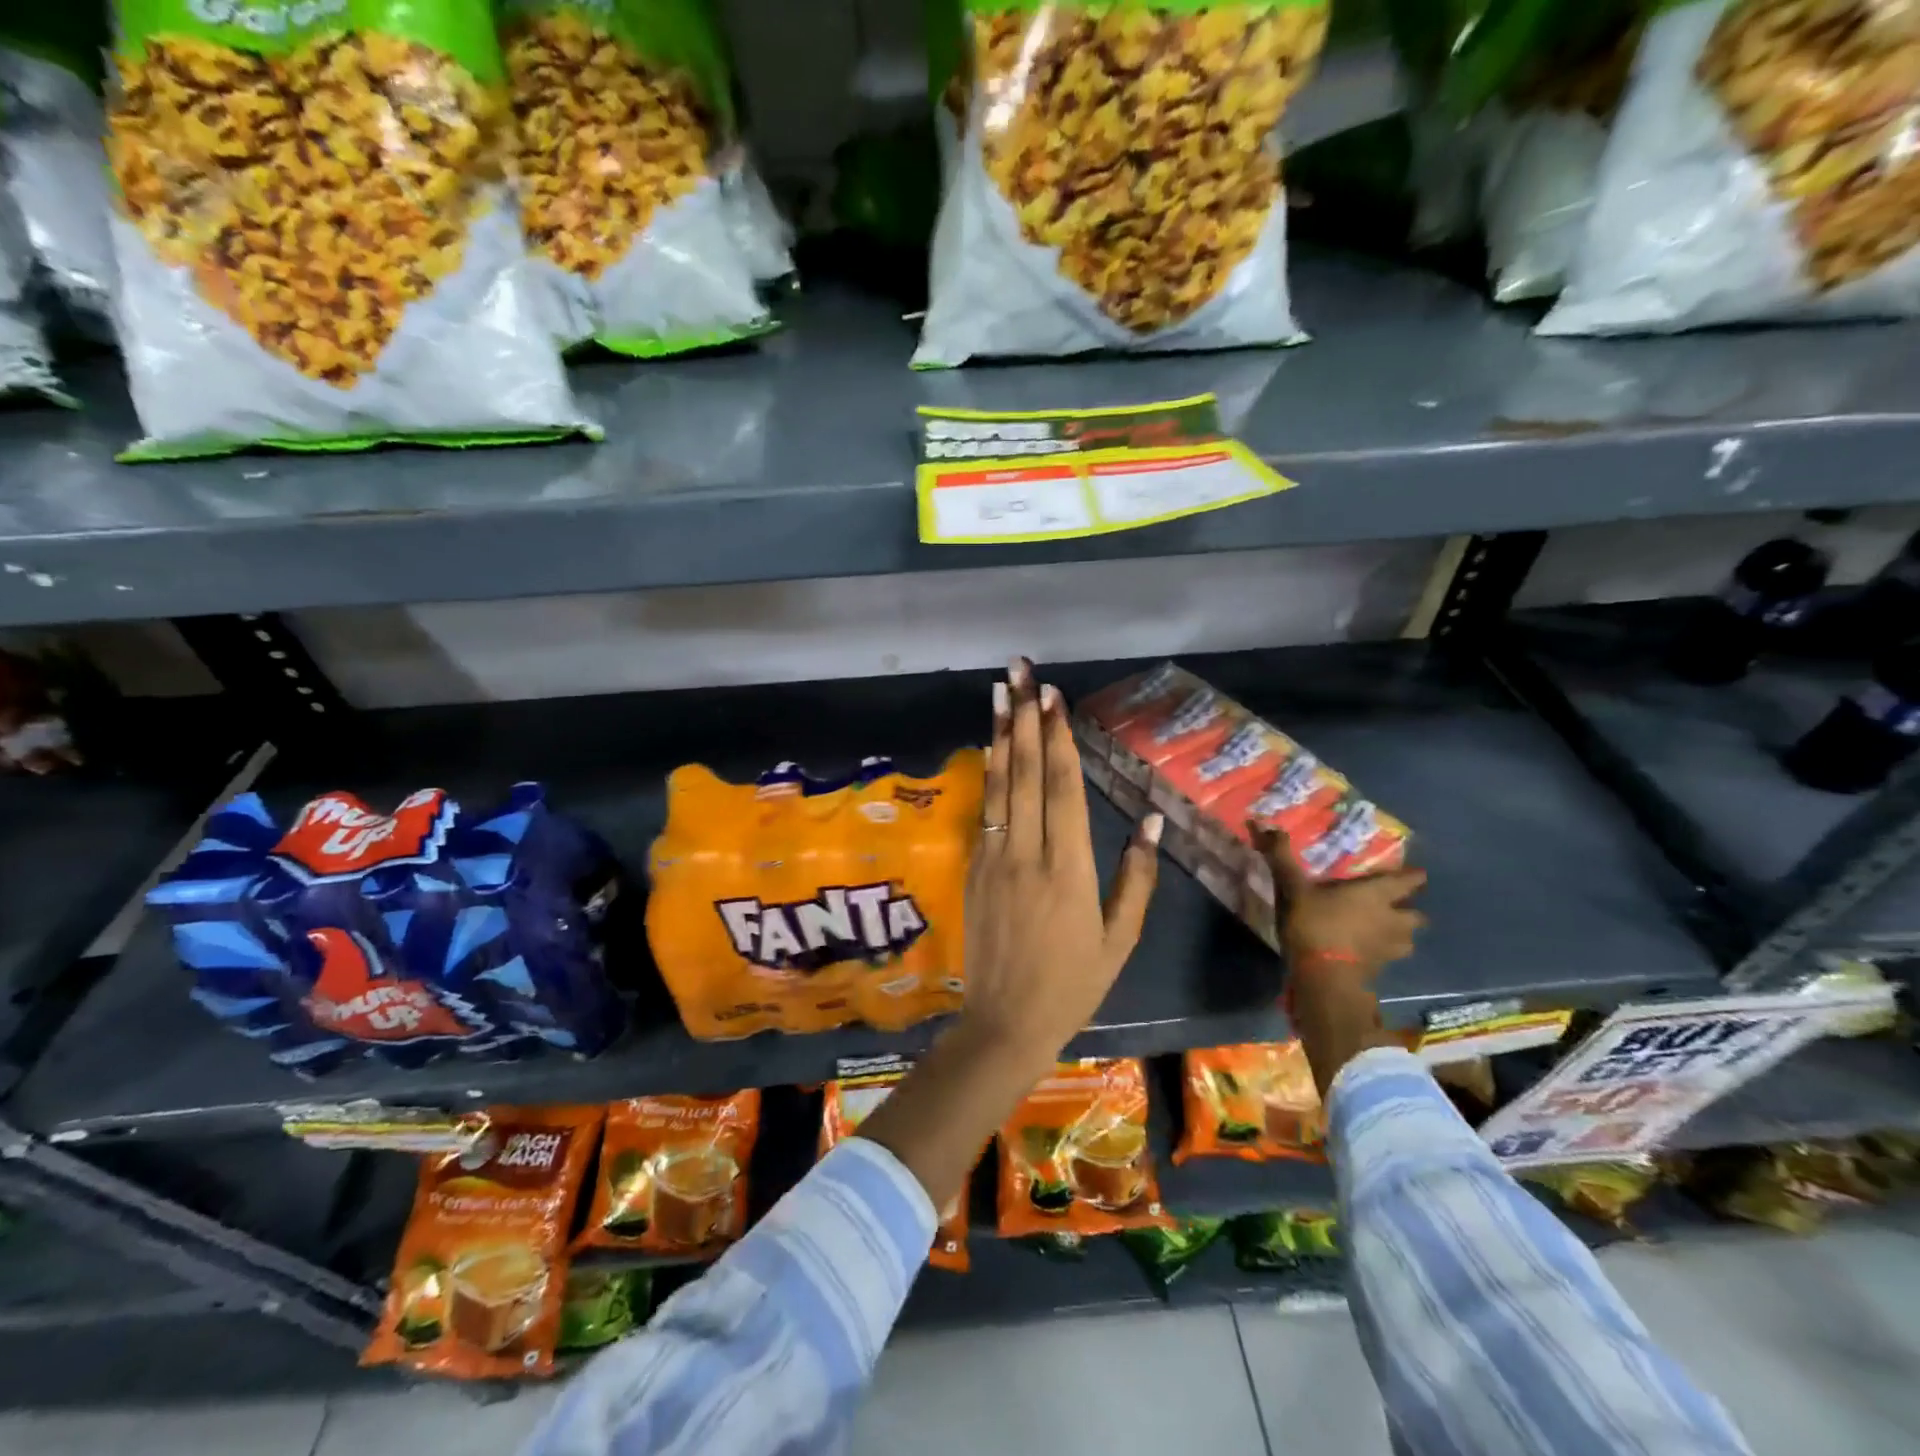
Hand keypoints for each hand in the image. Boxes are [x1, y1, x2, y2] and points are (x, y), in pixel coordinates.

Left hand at [960, 656, 1162, 1078]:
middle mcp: (1027, 854)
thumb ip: (1136, 877)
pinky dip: (989, 773)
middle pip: (1025, 773)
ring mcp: (994, 858)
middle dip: (1023, 717)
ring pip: (999, 785)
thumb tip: (1152, 821)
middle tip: (1021, 671)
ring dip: (999, 734)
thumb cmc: (1073, 984)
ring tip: (998, 691)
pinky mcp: (974, 868)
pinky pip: (985, 810)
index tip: (1053, 698)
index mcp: (1069, 870)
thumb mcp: (1119, 939)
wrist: (1004, 1021)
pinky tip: (990, 746)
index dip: (1058, 739)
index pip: (1062, 790)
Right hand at [1251, 824, 1426, 976]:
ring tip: (1385, 931)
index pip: (1407, 882)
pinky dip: (1384, 952)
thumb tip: (1266, 825)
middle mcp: (1391, 919)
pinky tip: (1369, 951)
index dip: (1413, 877)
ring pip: (1408, 939)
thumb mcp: (1294, 888)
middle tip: (1394, 906)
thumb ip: (1282, 858)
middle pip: (1416, 915)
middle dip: (1409, 910)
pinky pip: (1390, 956)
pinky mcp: (1381, 968)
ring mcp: (1389, 947)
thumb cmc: (1315, 924)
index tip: (1417, 874)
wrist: (1324, 976)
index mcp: (1376, 894)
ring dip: (1401, 934)